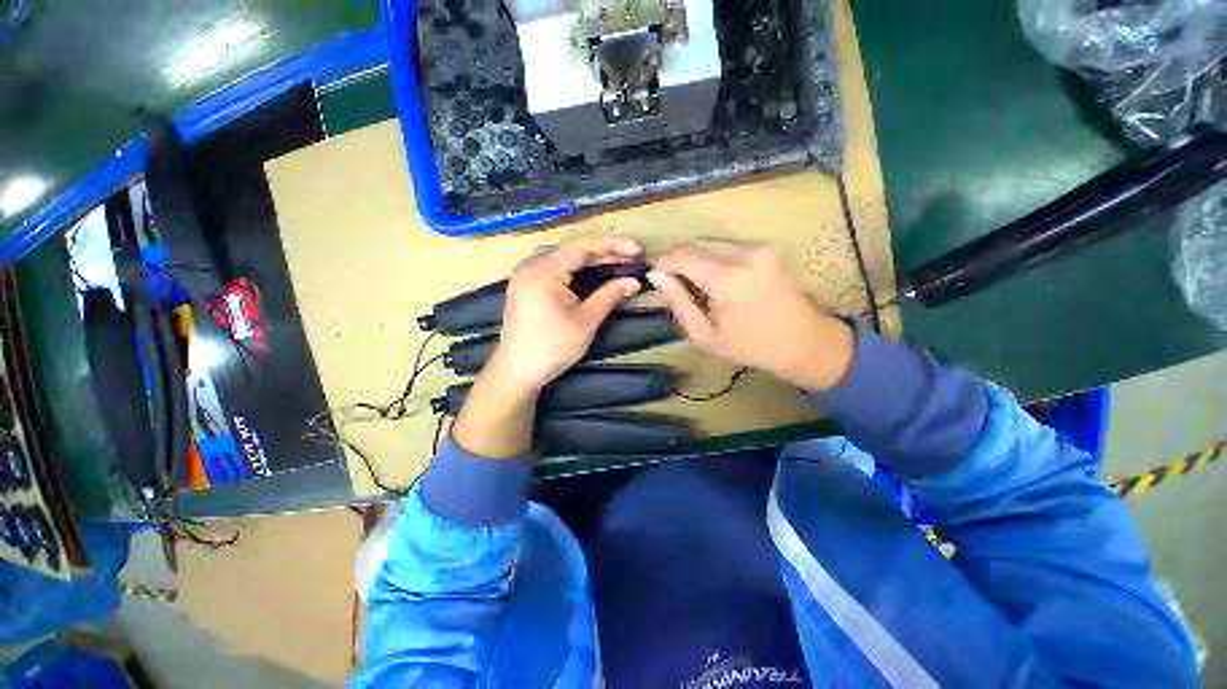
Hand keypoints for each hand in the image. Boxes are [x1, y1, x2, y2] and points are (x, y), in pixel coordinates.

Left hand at [453, 236, 643, 458]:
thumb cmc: (552, 347)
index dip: (613, 245)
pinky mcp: (525, 285)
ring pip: (564, 258)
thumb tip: (634, 282)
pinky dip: (575, 270)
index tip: (637, 248)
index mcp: (543, 270)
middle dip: (604, 253)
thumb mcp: (586, 321)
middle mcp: (531, 265)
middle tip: (632, 257)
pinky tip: (592, 273)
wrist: (517, 371)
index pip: (583, 247)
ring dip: (591, 260)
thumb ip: (609, 296)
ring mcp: (525, 274)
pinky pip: (554, 268)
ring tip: (617, 263)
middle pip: (573, 250)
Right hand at [649, 240, 854, 392]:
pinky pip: (729, 247)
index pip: (682, 254)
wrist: (806, 342)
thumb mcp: (705, 335)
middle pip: (696, 244)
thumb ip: (678, 302)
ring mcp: (760, 248)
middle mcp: (745, 254)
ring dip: (699, 261)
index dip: (664, 263)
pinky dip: (716, 260)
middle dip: (681, 262)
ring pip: (712, 243)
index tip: (658, 278)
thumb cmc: (750, 346)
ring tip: (701, 288)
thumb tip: (656, 276)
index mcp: (728, 279)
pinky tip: (721, 283)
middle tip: (678, 287)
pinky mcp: (768, 248)